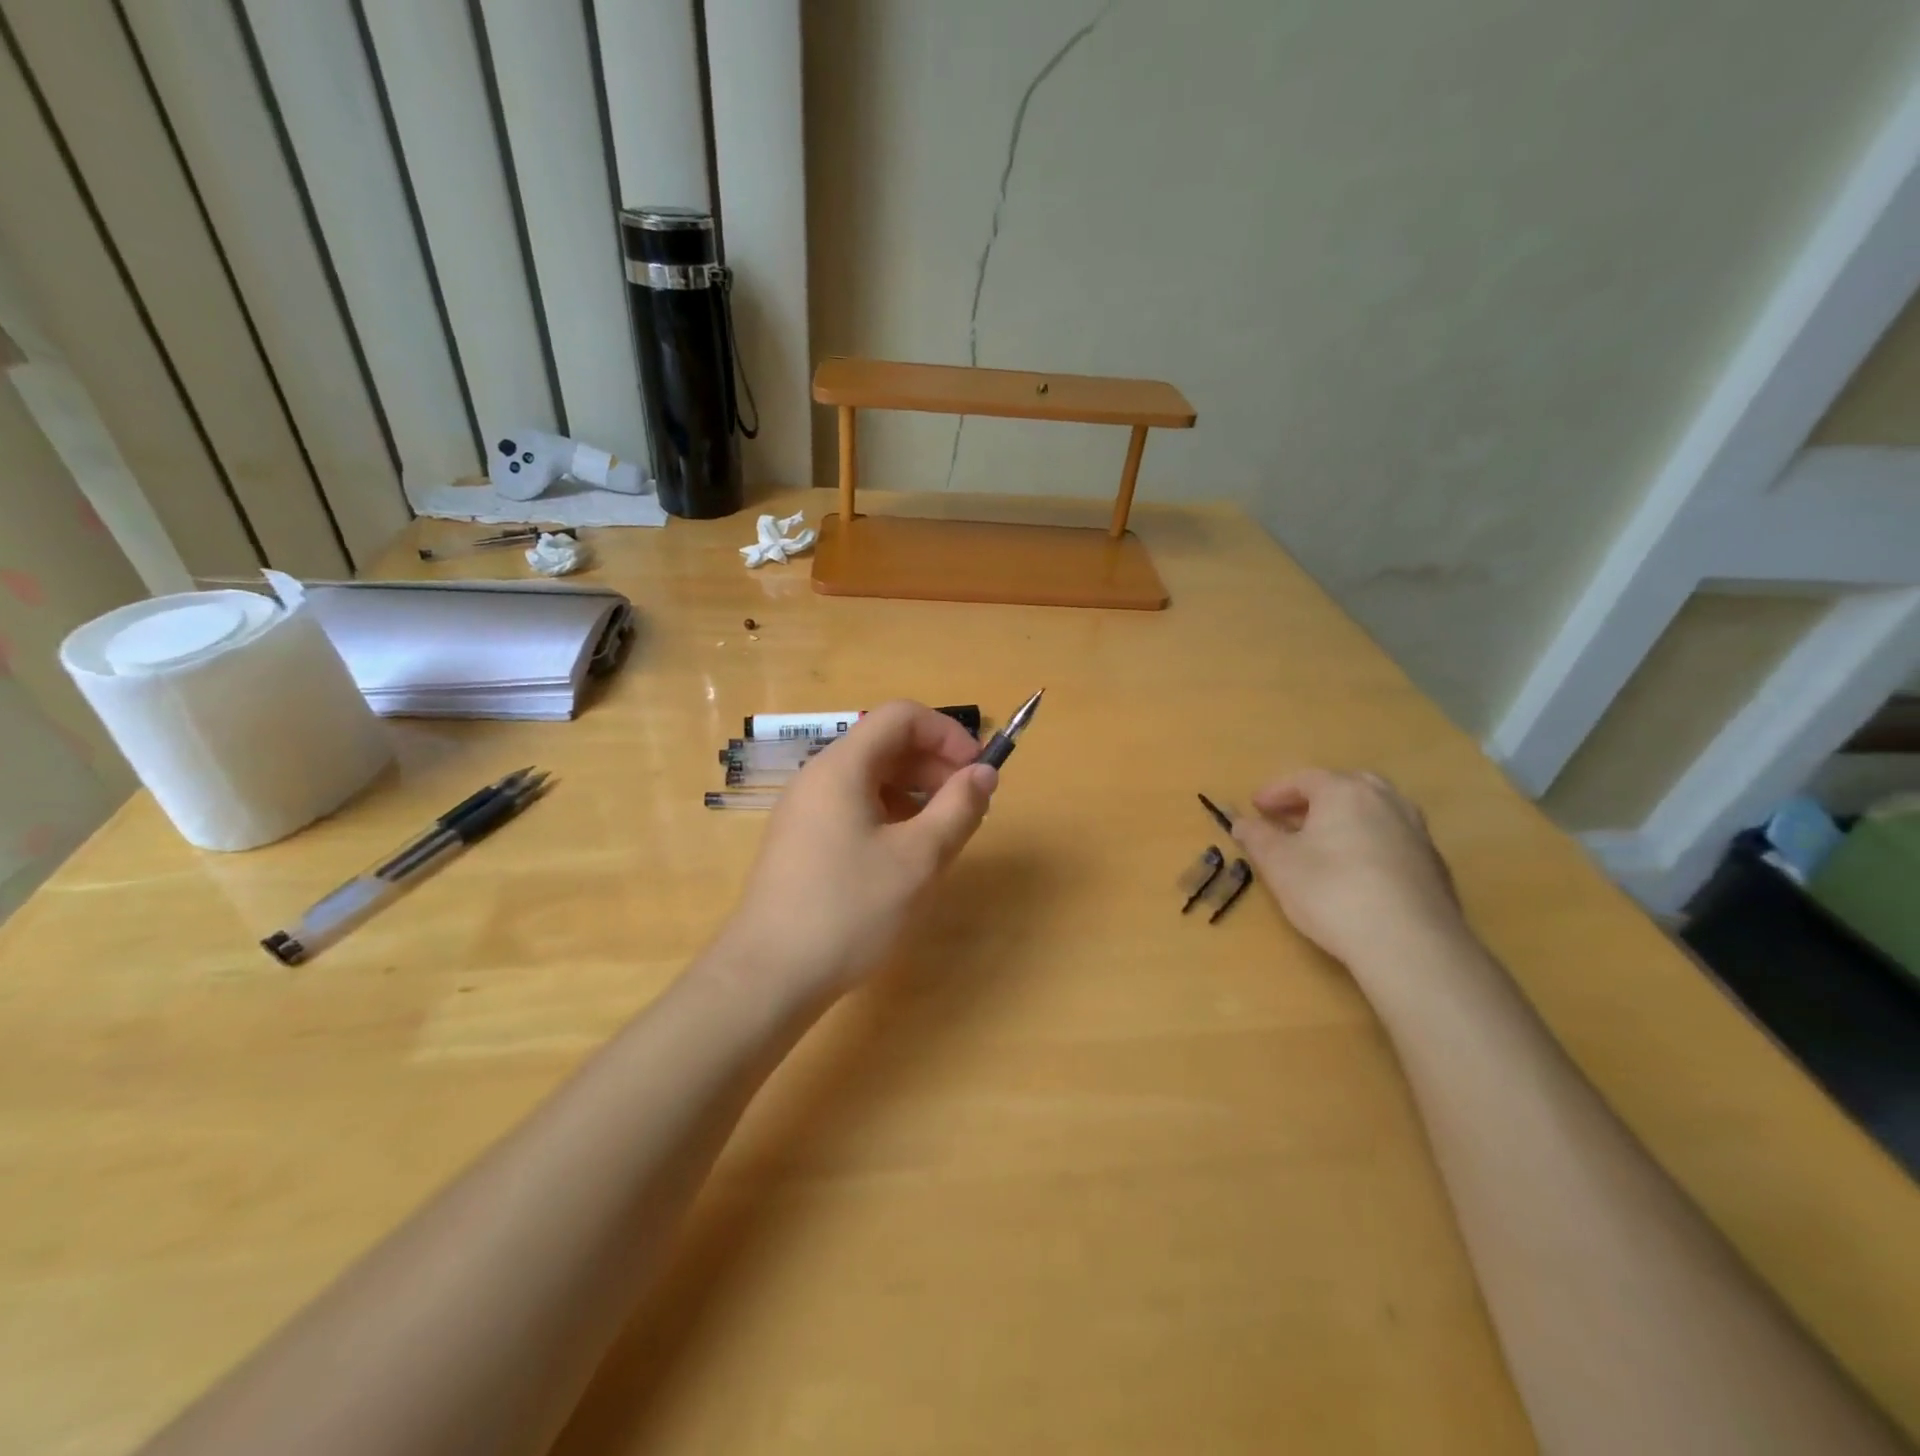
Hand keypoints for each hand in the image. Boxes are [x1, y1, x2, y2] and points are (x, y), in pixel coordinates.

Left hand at [723, 701, 998, 999]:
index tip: (978, 771)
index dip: (948, 734)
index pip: (902, 717)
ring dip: (916, 794)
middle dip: (935, 766)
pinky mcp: (802, 842)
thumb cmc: (848, 911)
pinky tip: (906, 857)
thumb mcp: (918, 860)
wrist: (768, 977)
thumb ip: (958, 809)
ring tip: (943, 836)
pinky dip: (890, 817)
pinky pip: (854, 808)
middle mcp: (819, 777)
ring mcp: (806, 810)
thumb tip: (984, 774)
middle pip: (886, 745)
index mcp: (842, 767)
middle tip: (969, 807)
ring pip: (872, 779)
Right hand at [1230, 769, 1466, 967]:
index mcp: (1345, 792)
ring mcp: (1416, 832)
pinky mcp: (1434, 865)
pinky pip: (1393, 839)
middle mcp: (1386, 801)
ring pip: (1374, 812)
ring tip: (1324, 843)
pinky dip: (1369, 843)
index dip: (1275, 792)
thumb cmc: (1332, 891)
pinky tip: (1357, 872)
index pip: (1304, 779)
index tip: (1256, 808)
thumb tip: (1240, 822)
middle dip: (1315, 799)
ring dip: (1346, 820)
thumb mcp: (1279, 864)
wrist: (1410, 944)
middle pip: (1345, 787)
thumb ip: (1257, 837)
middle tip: (1291, 819)